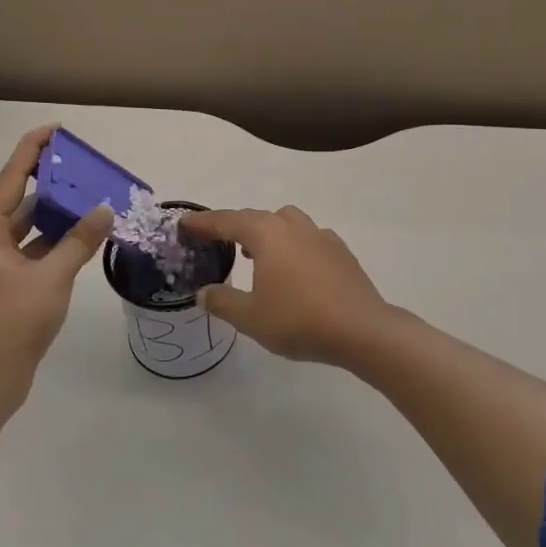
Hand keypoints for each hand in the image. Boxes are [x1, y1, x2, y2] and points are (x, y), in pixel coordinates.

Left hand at [0, 125, 112, 413]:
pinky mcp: (14, 282)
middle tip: (82, 163)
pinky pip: (39, 248)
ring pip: (32, 226)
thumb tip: (105, 209)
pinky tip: (86, 234)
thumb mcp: (52, 276)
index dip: (32, 151)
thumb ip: (80, 241)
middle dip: (50, 181)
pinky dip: (60, 239)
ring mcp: (1, 263)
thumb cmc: (14, 319)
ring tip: (91, 194)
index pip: (11, 178)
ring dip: (58, 213)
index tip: (55, 130)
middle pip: (21, 199)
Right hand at [180, 206, 399, 365]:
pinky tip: (293, 268)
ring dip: (267, 232)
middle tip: (217, 240)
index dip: (203, 223)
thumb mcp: (250, 317)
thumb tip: (204, 292)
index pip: (227, 221)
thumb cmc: (299, 319)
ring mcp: (321, 236)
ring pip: (286, 222)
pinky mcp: (340, 252)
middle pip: (256, 217)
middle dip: (234, 226)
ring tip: (255, 253)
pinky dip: (293, 245)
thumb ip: (223, 301)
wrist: (361, 329)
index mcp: (266, 234)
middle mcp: (292, 226)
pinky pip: (308, 238)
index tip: (184, 224)